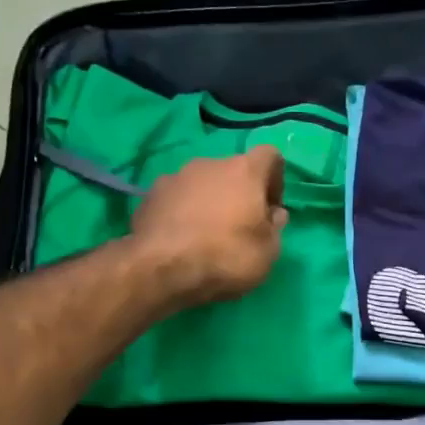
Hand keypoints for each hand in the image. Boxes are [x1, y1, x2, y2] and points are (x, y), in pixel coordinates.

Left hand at [131, 146, 287, 305]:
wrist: (160, 268)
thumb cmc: (226, 256)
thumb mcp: (268, 251)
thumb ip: (275, 227)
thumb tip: (273, 214)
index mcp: (244, 171)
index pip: (270, 156)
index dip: (275, 179)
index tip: (270, 208)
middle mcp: (209, 164)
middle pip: (232, 171)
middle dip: (239, 194)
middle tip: (239, 227)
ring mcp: (175, 177)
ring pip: (201, 185)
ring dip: (209, 203)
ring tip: (206, 237)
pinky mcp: (149, 196)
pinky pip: (176, 200)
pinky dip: (182, 214)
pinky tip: (181, 241)